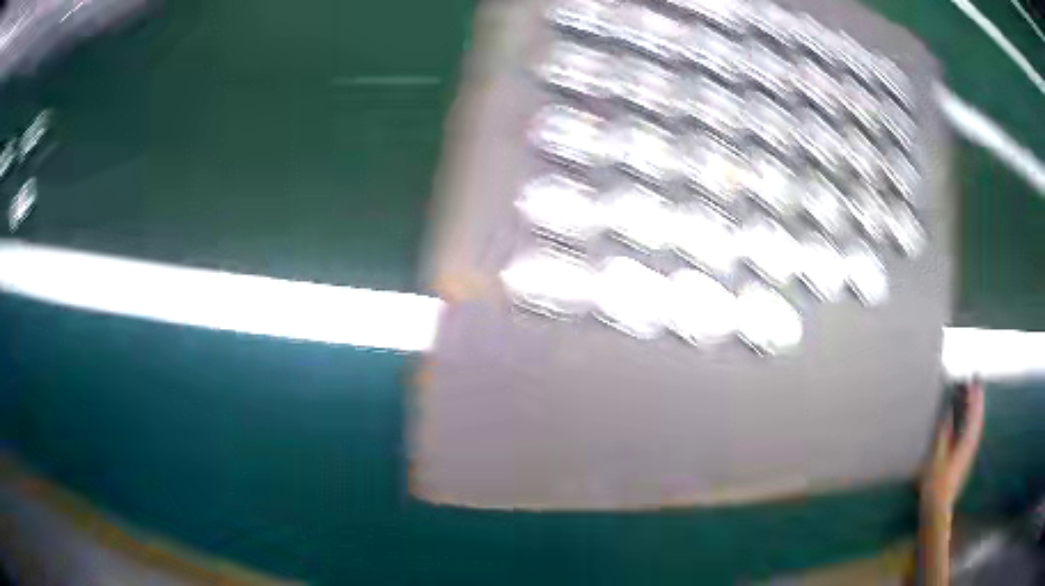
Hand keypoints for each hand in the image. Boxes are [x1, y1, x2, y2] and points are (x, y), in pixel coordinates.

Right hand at [921, 381, 984, 514]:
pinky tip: (970, 419)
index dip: (973, 394)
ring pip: (978, 424)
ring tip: (975, 394)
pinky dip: (974, 420)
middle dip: (978, 397)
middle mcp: (971, 444)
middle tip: (977, 379)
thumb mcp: (936, 457)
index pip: (973, 412)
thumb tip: (948, 411)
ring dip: (977, 407)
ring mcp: (969, 453)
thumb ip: (944, 432)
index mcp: (966, 442)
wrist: (938, 509)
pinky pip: (974, 433)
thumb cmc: (935, 483)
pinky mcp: (966, 459)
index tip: (972, 377)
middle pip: (978, 416)